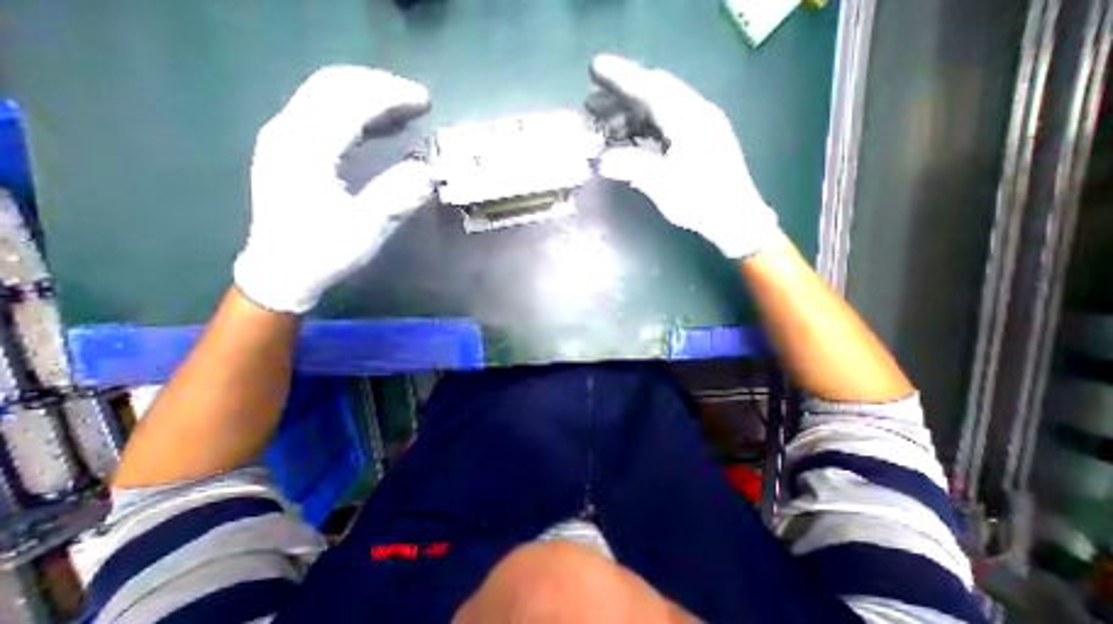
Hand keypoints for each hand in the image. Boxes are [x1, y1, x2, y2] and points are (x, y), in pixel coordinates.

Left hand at [232, 67, 434, 313]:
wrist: (283, 269)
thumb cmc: (324, 253)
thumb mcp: (365, 230)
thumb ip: (395, 197)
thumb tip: (428, 172)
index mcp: (305, 149)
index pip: (348, 102)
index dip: (390, 96)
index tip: (425, 101)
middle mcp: (288, 132)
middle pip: (333, 87)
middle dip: (380, 87)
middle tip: (419, 100)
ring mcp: (286, 138)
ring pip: (327, 97)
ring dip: (370, 97)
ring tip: (407, 109)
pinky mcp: (292, 150)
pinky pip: (326, 116)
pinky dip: (358, 114)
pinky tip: (383, 127)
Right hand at [585, 55, 776, 258]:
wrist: (735, 218)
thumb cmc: (701, 201)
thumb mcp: (663, 185)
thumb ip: (632, 167)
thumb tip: (601, 160)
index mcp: (690, 118)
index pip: (651, 87)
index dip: (621, 77)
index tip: (594, 69)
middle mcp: (696, 113)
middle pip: (654, 94)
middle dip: (621, 96)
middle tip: (591, 104)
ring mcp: (698, 126)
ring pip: (658, 110)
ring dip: (630, 115)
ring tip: (604, 126)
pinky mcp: (697, 141)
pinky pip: (665, 125)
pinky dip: (643, 129)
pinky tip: (628, 139)